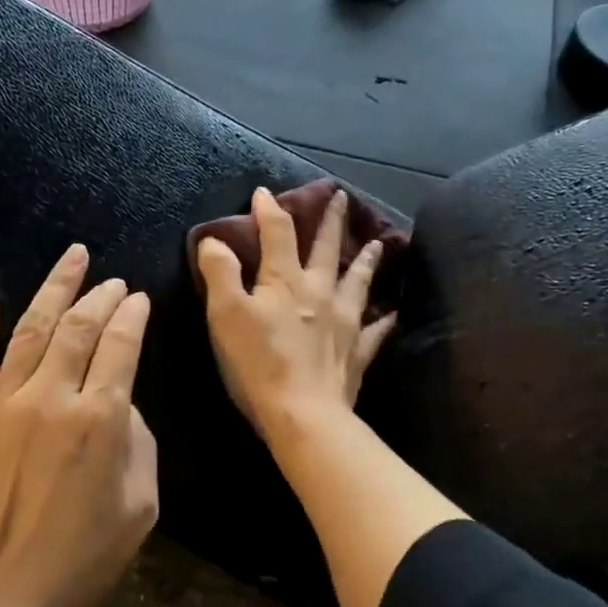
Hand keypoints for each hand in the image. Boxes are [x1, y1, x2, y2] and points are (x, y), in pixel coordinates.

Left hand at [0, 244, 158, 606]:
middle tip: (114, 281)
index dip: (134, 316)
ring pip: (34, 327)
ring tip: (74, 257)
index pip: (122, 344)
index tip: (140, 300)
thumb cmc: (83, 560)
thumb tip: (118, 401)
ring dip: (56, 286)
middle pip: (81, 326)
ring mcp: (2, 403)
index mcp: (100, 418)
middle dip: (102, 296)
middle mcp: (51, 397)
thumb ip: (138, 440)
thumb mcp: (141, 505)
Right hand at [196, 187, 396, 444]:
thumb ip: (220, 272)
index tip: (264, 192)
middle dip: (330, 221)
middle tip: (341, 197)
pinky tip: (392, 313)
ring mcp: (344, 322)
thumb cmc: (258, 363)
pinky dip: (384, 320)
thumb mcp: (225, 314)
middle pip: (326, 249)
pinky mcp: (356, 353)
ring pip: (357, 282)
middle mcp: (319, 292)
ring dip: (365, 260)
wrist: (303, 414)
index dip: (269, 210)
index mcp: (285, 281)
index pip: (277, 233)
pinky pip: (375, 331)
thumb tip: (215, 239)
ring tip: (377, 244)